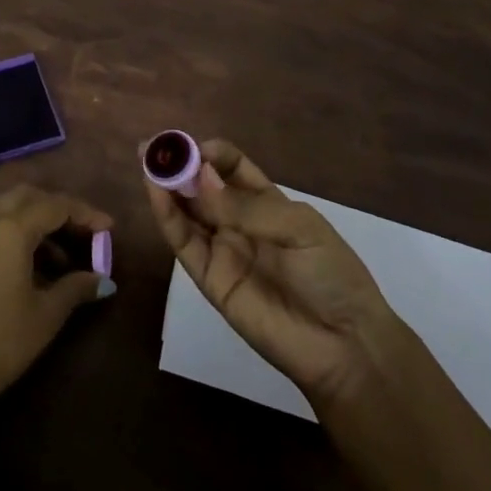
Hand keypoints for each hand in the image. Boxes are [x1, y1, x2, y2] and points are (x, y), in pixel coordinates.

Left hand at [0, 185, 114, 419]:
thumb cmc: (1, 342)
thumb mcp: (46, 315)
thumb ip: (76, 287)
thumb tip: (103, 280)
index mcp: (10, 229)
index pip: (55, 206)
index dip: (86, 214)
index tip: (109, 229)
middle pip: (29, 196)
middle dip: (59, 208)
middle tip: (84, 232)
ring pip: (9, 209)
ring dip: (38, 221)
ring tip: (65, 256)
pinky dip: (17, 232)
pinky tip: (35, 264)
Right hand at [144, 137, 417, 411]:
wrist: (343, 345)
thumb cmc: (331, 275)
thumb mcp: (299, 228)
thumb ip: (247, 206)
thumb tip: (201, 177)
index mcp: (267, 202)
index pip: (231, 167)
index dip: (212, 154)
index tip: (196, 146)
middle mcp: (239, 222)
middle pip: (202, 186)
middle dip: (179, 164)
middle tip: (152, 145)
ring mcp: (222, 250)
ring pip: (187, 211)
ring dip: (166, 185)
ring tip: (147, 160)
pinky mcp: (209, 279)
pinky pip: (183, 243)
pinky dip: (167, 216)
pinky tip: (156, 192)